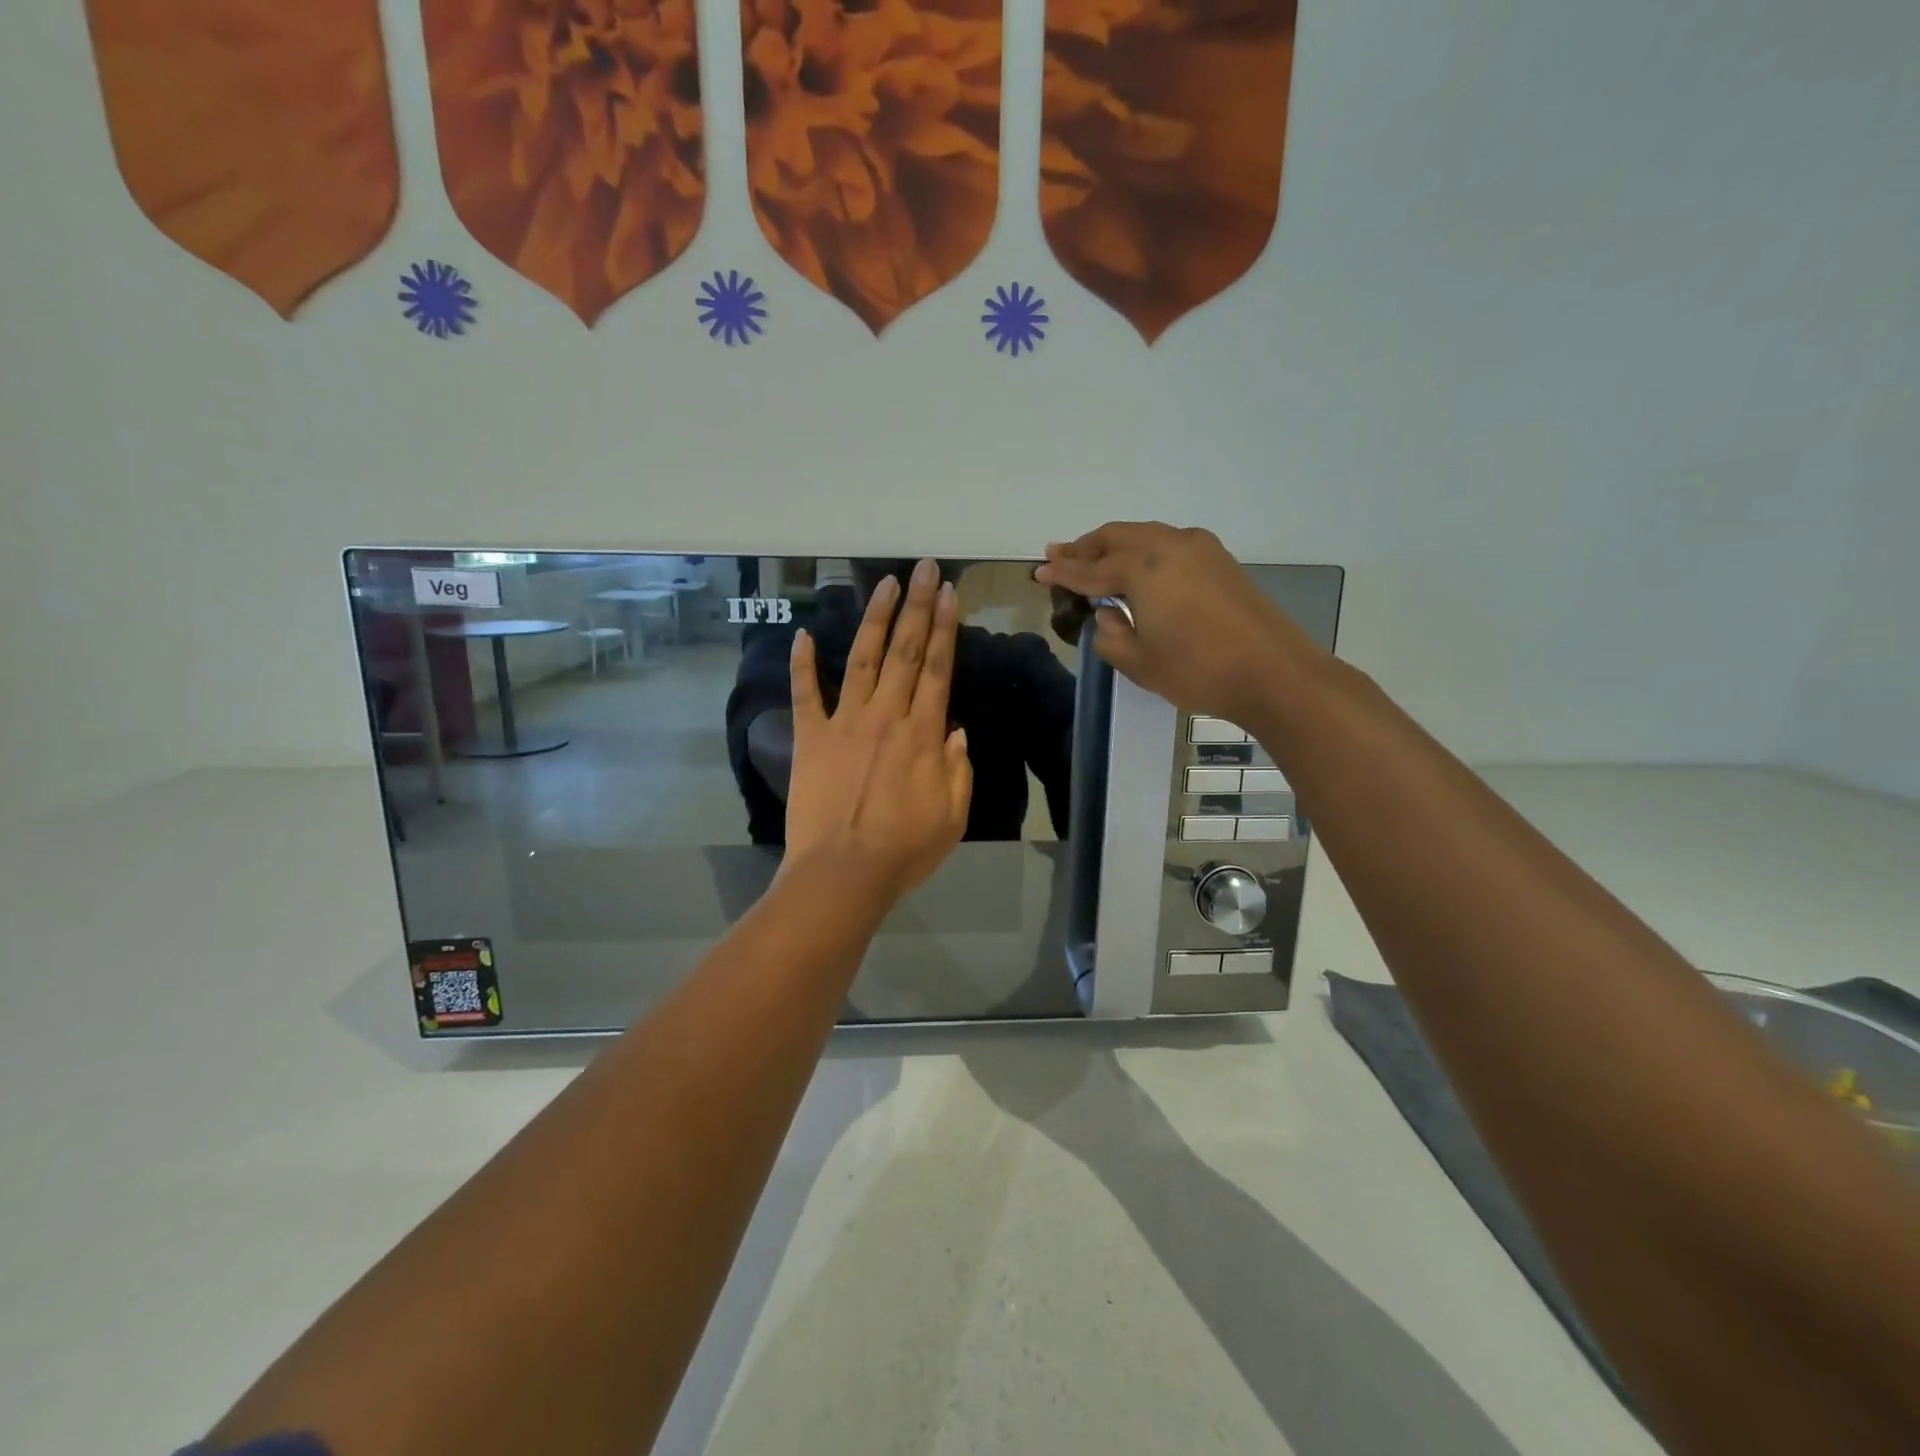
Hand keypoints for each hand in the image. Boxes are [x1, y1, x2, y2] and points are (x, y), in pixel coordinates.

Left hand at [782, 558, 972, 906]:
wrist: (843, 874)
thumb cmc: (904, 851)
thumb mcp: (953, 817)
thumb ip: (959, 769)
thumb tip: (956, 730)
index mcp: (924, 734)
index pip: (937, 668)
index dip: (945, 627)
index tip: (949, 593)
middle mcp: (886, 716)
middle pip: (904, 651)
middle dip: (917, 606)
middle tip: (923, 568)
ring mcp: (845, 723)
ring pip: (862, 659)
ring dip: (874, 619)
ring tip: (883, 583)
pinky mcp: (811, 738)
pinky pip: (806, 694)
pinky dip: (803, 663)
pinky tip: (803, 634)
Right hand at [1035, 522, 1324, 724]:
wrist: (1273, 672)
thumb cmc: (1198, 671)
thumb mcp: (1139, 663)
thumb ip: (1110, 635)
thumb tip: (1106, 615)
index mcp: (1142, 568)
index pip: (1090, 570)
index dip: (1062, 573)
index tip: (1039, 572)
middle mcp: (1168, 545)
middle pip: (1115, 537)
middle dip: (1084, 547)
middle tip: (1058, 553)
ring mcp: (1198, 548)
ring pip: (1143, 534)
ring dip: (1114, 544)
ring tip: (1093, 555)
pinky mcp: (1219, 560)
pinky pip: (1167, 542)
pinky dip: (1143, 549)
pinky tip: (1138, 565)